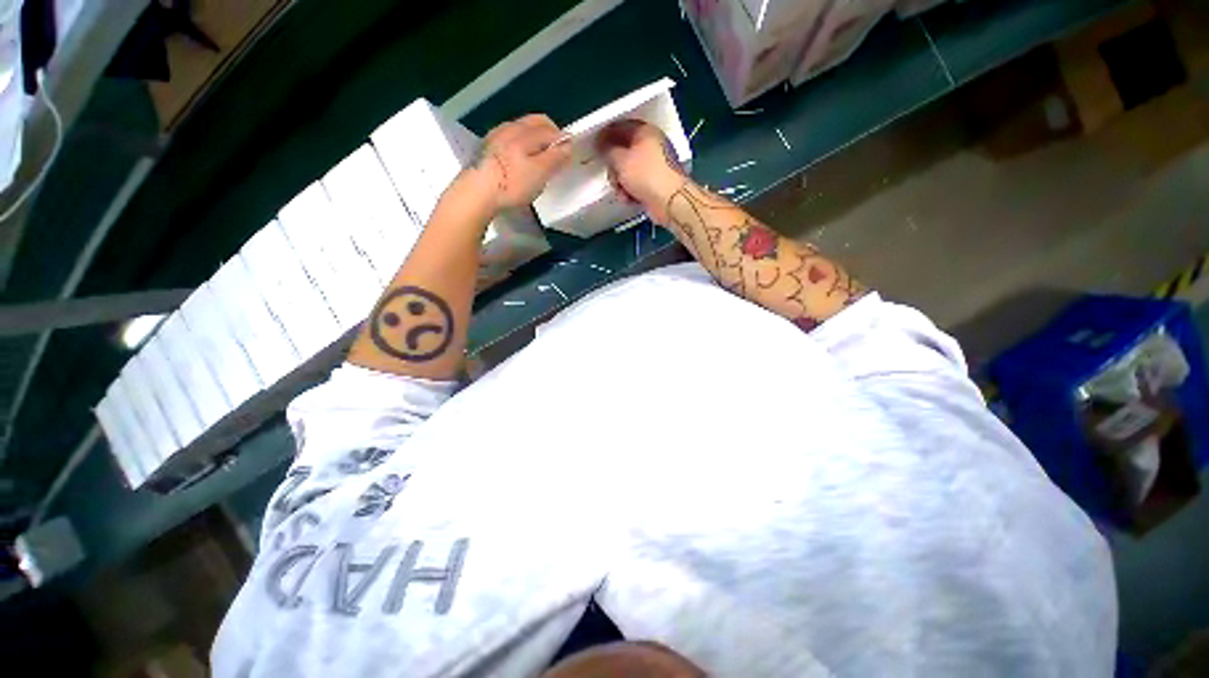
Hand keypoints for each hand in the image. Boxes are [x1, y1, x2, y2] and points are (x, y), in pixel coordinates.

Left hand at [464, 114, 571, 211]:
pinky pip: (509, 138)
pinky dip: (520, 144)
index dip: (563, 140)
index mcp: (525, 132)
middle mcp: (510, 127)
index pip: (551, 129)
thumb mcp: (540, 173)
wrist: (476, 193)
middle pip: (535, 122)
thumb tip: (568, 144)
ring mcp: (496, 136)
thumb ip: (556, 157)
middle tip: (556, 154)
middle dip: (549, 134)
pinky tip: (519, 161)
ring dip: (534, 138)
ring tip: (539, 158)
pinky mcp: (486, 148)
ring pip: (521, 129)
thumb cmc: (512, 184)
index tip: (569, 155)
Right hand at [596, 119, 686, 224]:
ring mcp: (655, 166)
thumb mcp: (621, 160)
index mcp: (645, 132)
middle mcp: (652, 146)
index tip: (595, 146)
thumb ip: (608, 150)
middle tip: (611, 176)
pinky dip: (630, 192)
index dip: (606, 135)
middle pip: (624, 152)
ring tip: (621, 192)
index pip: (622, 127)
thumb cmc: (645, 175)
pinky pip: (636, 185)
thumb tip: (601, 144)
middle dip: (614, 167)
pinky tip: (628, 199)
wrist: (669, 201)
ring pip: (628, 171)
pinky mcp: (655, 184)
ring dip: (621, 183)